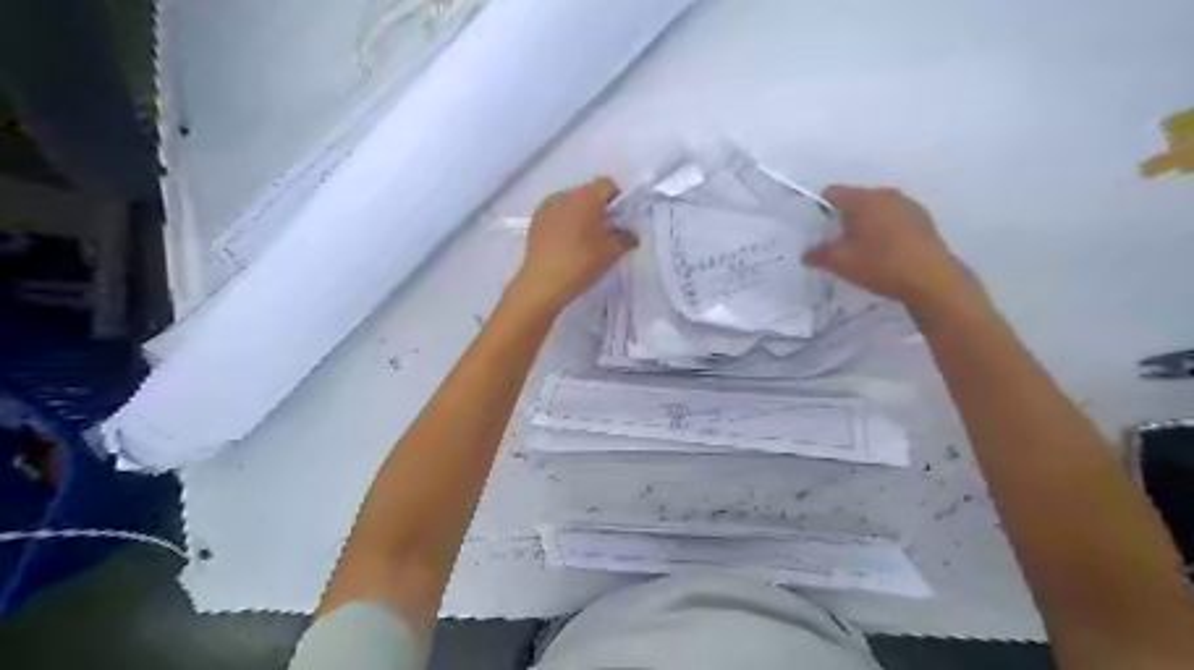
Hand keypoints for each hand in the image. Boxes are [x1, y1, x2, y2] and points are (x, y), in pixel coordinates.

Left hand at [508, 177, 637, 312]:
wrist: (541, 284)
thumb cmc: (580, 264)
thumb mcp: (610, 253)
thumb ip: (625, 239)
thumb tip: (631, 235)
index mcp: (586, 197)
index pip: (607, 184)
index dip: (617, 199)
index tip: (619, 219)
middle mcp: (565, 195)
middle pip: (587, 192)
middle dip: (598, 207)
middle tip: (605, 231)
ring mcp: (546, 207)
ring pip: (570, 203)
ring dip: (580, 214)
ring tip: (584, 239)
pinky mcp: (535, 221)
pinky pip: (555, 214)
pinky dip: (564, 222)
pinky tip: (566, 243)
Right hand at [801, 186, 979, 309]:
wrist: (931, 279)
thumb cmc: (880, 265)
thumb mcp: (841, 263)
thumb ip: (818, 255)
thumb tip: (806, 254)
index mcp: (863, 200)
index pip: (832, 192)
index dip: (820, 208)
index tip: (817, 229)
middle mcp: (886, 194)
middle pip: (856, 199)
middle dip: (844, 217)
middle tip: (837, 243)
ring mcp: (908, 205)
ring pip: (876, 208)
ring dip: (866, 223)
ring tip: (862, 249)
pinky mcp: (923, 218)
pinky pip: (894, 217)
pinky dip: (885, 229)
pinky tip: (885, 252)